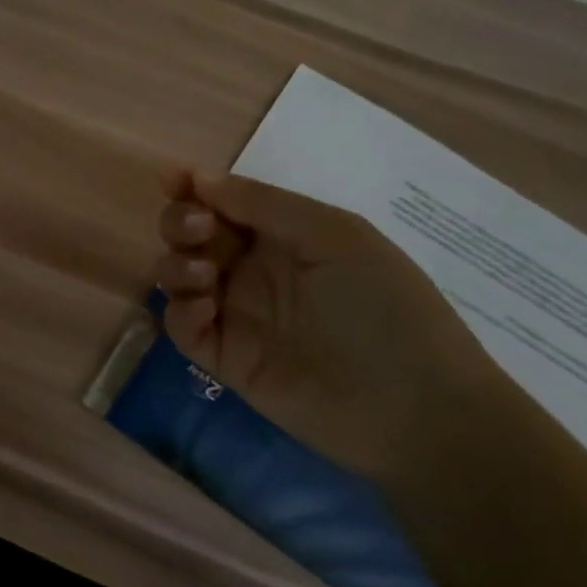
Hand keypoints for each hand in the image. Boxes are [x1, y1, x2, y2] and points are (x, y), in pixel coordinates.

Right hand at [153, 166, 510, 481]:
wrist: (413, 408)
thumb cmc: (385, 306)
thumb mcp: (334, 236)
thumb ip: (264, 204)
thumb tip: (200, 178)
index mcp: (282, 235)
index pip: (225, 202)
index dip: (194, 187)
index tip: (172, 179)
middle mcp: (252, 269)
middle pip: (191, 234)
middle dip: (181, 221)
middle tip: (199, 229)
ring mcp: (237, 314)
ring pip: (178, 277)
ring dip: (176, 264)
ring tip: (204, 275)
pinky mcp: (225, 359)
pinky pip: (182, 327)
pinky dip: (181, 311)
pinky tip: (205, 310)